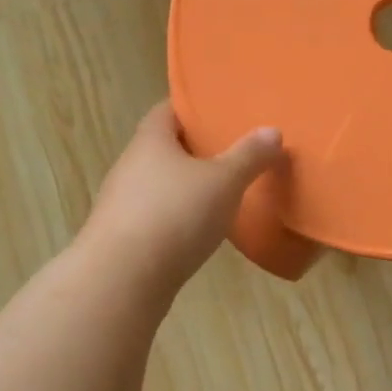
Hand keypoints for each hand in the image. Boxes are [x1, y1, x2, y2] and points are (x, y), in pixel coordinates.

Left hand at [84, 102, 284, 287]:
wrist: (120, 282)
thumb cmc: (174, 215)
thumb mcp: (224, 181)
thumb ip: (249, 155)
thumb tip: (272, 131)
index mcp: (151, 141)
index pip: (169, 110)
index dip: (194, 108)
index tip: (221, 111)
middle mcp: (130, 166)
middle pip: (165, 148)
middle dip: (195, 149)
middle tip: (233, 150)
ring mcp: (122, 204)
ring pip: (160, 184)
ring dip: (186, 186)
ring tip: (223, 191)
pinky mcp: (123, 238)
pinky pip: (156, 216)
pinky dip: (178, 217)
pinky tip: (200, 230)